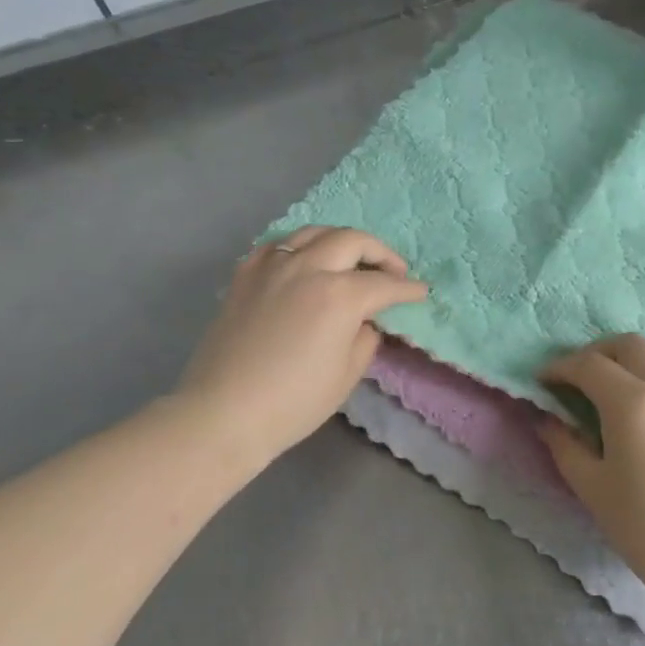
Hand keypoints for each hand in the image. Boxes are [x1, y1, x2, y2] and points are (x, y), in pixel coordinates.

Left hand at [179, 226, 426, 462]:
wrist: (223, 413)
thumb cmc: (293, 402)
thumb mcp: (346, 375)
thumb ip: (365, 339)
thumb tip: (364, 321)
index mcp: (339, 295)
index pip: (384, 285)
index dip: (408, 289)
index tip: (421, 292)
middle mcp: (308, 268)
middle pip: (353, 241)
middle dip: (381, 253)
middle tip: (393, 271)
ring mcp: (273, 266)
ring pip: (315, 232)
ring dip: (341, 240)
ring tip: (351, 258)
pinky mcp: (246, 273)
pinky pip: (279, 245)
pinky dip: (300, 247)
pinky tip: (304, 262)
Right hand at [540, 335, 644, 604]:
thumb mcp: (593, 489)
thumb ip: (564, 445)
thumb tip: (545, 418)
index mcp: (633, 403)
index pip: (588, 365)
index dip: (560, 368)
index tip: (544, 381)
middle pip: (628, 346)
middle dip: (596, 353)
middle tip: (577, 377)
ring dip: (632, 357)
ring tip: (616, 383)